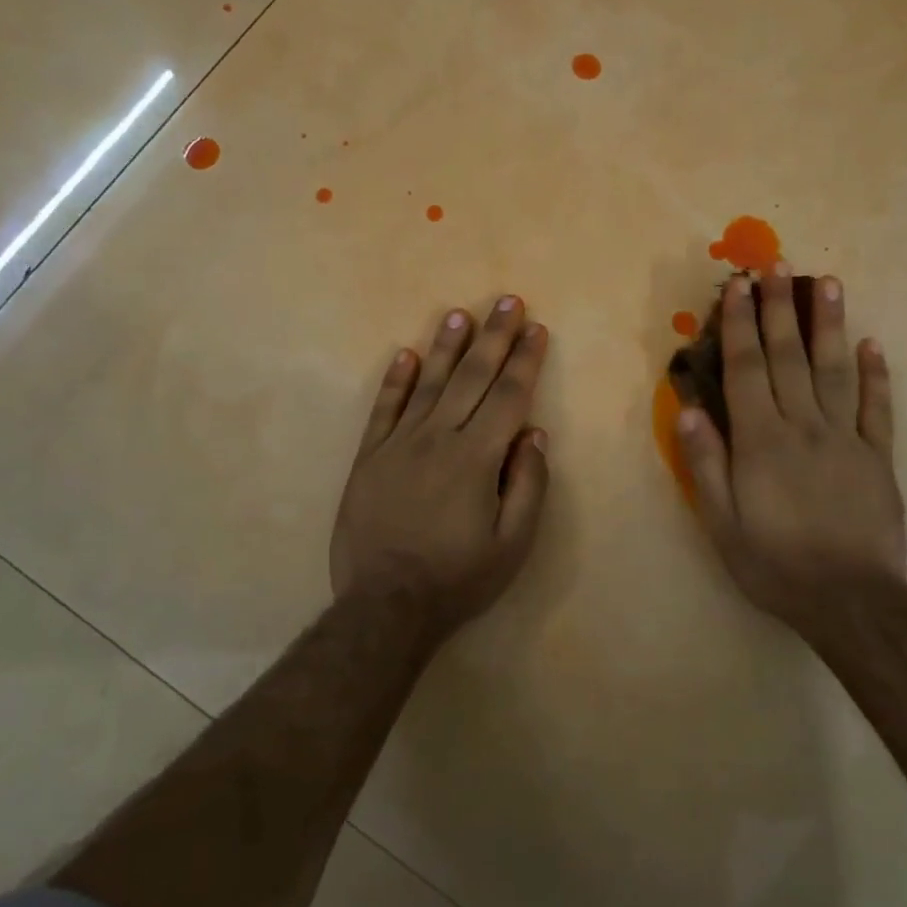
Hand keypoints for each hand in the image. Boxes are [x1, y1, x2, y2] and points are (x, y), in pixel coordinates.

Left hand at [331, 296, 549, 634]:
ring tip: (460, 314)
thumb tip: (533, 433)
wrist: (385, 605)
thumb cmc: (458, 577)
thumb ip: (528, 484)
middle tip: (507, 300)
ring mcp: (399, 444)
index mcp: (477, 457)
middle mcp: (438, 438)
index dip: (525, 360)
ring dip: (447, 346)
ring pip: (428, 383)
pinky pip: (384, 409)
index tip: (537, 329)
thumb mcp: (513, 543)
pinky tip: (406, 355)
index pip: (508, 395)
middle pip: (471, 377)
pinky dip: (396, 380)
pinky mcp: (370, 457)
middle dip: (493, 336)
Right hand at [675, 265, 906, 639]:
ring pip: (836, 370)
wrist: (851, 602)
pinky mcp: (879, 457)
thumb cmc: (775, 565)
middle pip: (789, 357)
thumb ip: (705, 464)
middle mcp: (804, 427)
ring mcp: (847, 438)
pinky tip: (873, 345)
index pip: (746, 369)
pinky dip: (877, 375)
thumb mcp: (722, 524)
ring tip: (828, 283)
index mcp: (761, 441)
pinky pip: (879, 408)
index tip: (739, 287)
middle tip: (778, 265)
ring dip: (830, 325)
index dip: (740, 325)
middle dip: (780, 309)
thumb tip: (690, 409)